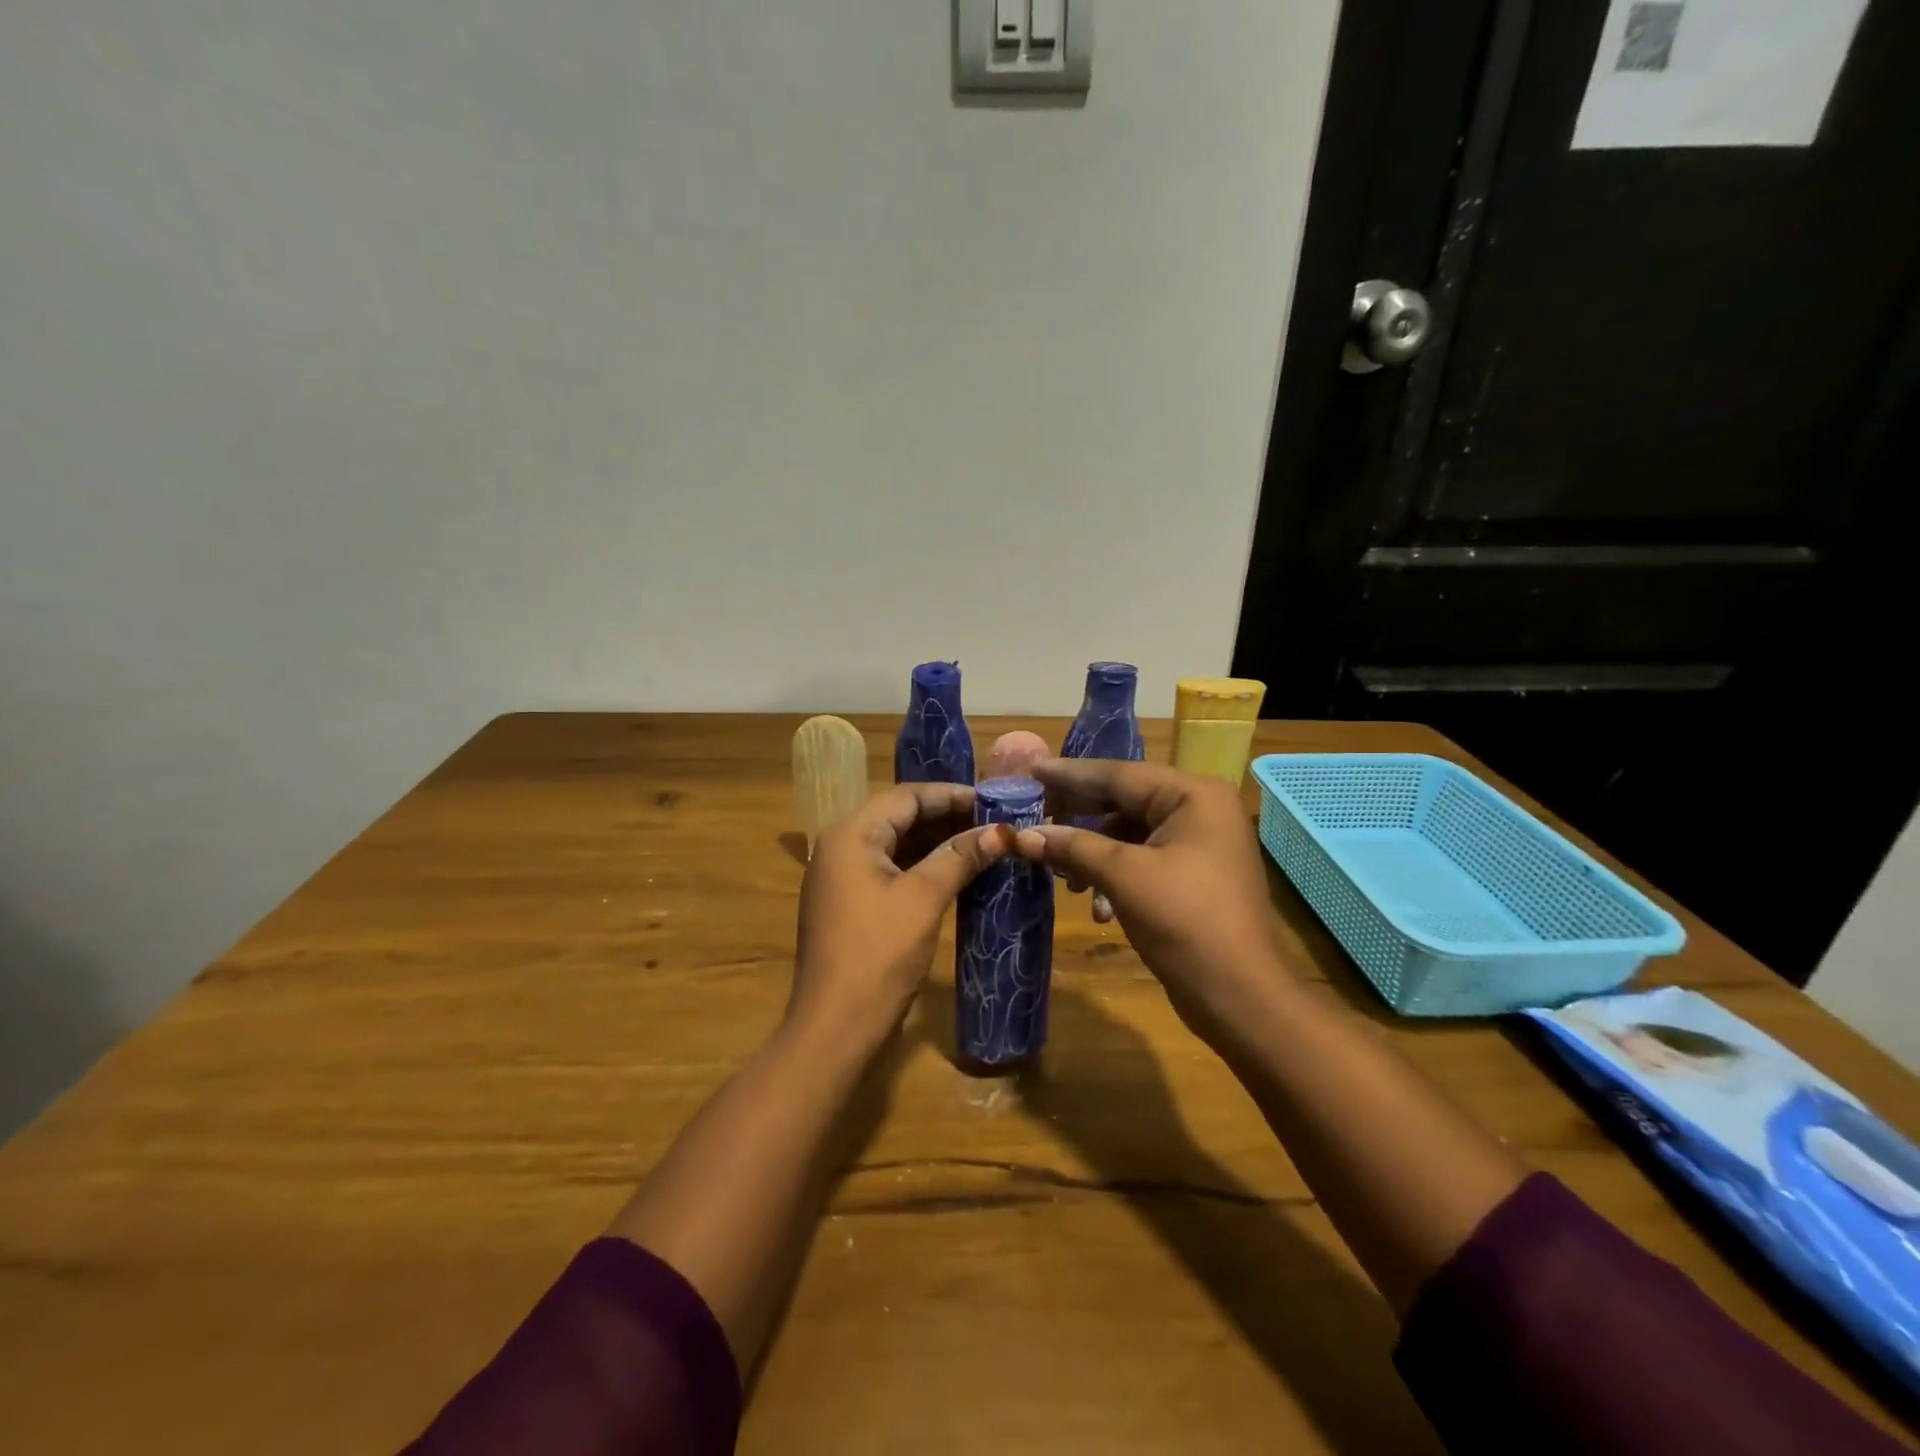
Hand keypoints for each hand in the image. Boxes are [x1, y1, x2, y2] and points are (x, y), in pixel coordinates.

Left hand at [792, 782, 1011, 1049]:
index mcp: (850, 834)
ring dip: (937, 842)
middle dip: (947, 818)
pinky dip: (922, 866)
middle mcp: (840, 846)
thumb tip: (1001, 831)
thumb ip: (960, 857)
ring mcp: (842, 877)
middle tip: (994, 823)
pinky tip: (956, 873)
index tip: (994, 801)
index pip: (907, 796)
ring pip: (896, 844)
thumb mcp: (923, 899)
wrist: (835, 1027)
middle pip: (900, 816)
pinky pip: (890, 869)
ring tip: (983, 844)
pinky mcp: (850, 903)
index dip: (952, 795)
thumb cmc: (878, 954)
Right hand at [1014, 759, 1287, 1040]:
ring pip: (1129, 833)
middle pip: (1124, 800)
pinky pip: (1143, 859)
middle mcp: (1200, 809)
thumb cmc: (1185, 922)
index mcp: (1193, 795)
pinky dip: (1115, 876)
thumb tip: (1022, 835)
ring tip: (1063, 877)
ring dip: (1093, 854)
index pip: (1119, 774)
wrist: (1240, 996)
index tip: (1030, 770)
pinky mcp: (1193, 875)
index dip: (1070, 774)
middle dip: (1078, 817)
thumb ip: (1072, 847)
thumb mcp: (1123, 877)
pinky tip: (1099, 908)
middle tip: (1033, 819)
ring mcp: (1200, 843)